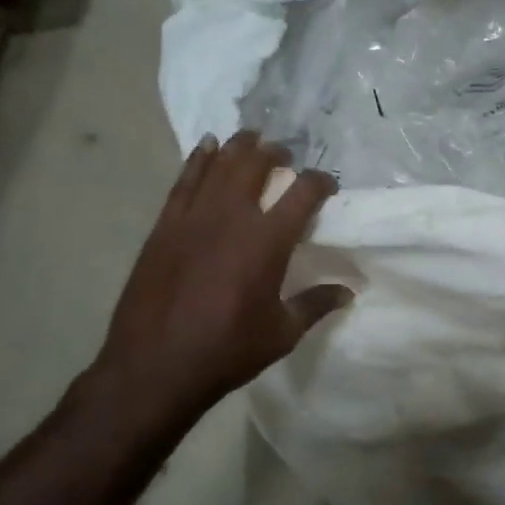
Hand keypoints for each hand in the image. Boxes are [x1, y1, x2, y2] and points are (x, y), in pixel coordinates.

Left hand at [92, 131, 350, 419]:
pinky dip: (198, 160)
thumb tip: (348, 291)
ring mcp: (193, 218)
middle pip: (256, 166)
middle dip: (276, 155)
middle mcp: (232, 217)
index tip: (328, 185)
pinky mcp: (165, 226)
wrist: (155, 366)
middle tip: (285, 156)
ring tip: (252, 138)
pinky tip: (207, 148)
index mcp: (267, 242)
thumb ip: (315, 305)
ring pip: (219, 165)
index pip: (303, 193)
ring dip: (239, 147)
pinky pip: (184, 181)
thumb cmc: (227, 351)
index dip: (320, 182)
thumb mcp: (282, 333)